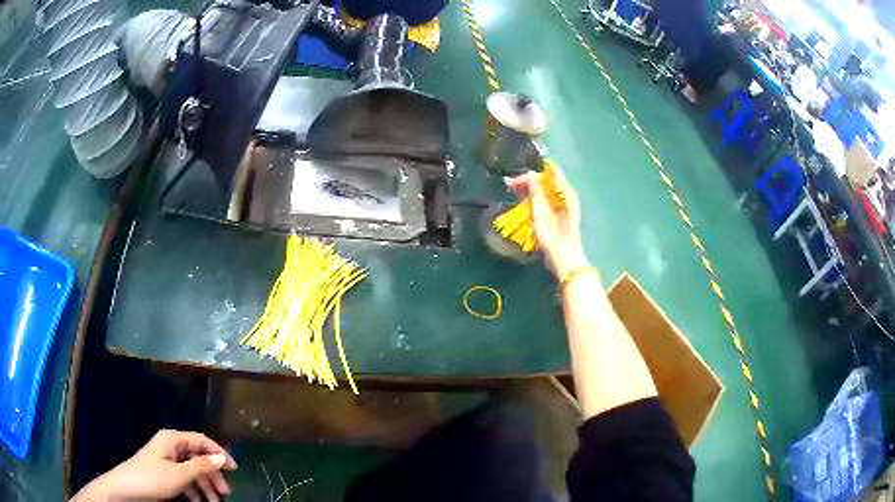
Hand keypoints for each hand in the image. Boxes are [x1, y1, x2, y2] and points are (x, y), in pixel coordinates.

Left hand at [74, 430, 237, 501]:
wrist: (126, 489)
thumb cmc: (152, 479)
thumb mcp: (178, 475)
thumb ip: (200, 466)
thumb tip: (220, 458)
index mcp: (173, 440)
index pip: (201, 440)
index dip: (219, 453)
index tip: (235, 470)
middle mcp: (170, 446)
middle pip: (198, 457)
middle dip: (213, 475)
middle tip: (225, 493)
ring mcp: (166, 460)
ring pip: (192, 470)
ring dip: (205, 486)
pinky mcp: (164, 472)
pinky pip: (184, 479)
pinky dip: (194, 490)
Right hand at [505, 170, 586, 278]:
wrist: (564, 261)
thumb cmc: (553, 236)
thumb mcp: (541, 212)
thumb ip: (535, 191)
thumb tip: (530, 173)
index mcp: (566, 192)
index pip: (549, 173)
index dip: (531, 174)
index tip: (514, 180)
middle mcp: (567, 196)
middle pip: (546, 182)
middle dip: (527, 181)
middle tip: (507, 185)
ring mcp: (564, 207)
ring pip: (545, 192)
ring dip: (529, 190)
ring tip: (512, 192)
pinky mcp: (560, 216)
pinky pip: (546, 201)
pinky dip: (534, 200)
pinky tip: (523, 203)